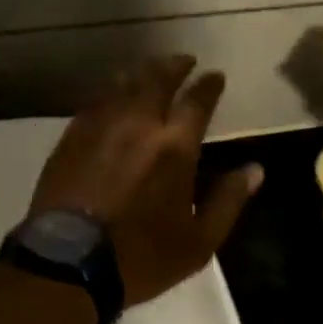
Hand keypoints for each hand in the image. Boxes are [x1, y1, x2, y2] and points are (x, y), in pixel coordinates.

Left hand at [27, 55, 261, 306]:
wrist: (67, 262)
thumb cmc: (141, 256)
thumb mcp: (198, 242)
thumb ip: (228, 201)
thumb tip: (255, 169)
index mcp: (175, 146)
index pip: (197, 100)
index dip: (209, 84)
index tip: (215, 75)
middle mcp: (140, 123)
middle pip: (159, 78)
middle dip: (175, 65)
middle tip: (184, 60)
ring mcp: (102, 124)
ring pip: (125, 82)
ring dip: (143, 72)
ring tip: (151, 70)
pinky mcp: (73, 134)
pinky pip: (96, 99)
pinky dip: (112, 89)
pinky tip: (114, 93)